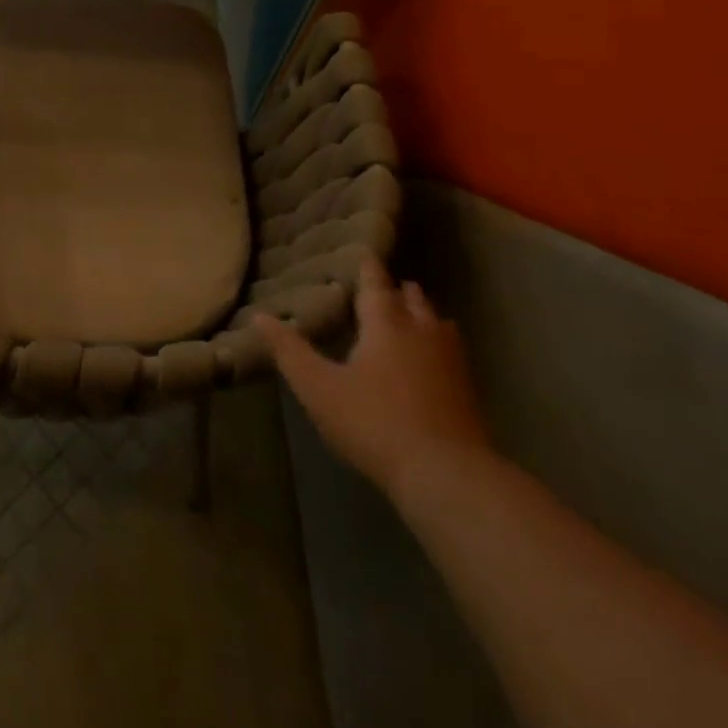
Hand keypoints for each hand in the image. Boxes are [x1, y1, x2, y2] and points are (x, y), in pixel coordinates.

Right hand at [256, 256, 490, 503]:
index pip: (375, 286)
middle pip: (413, 302)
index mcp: (386, 326)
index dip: (368, 269)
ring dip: (425, 315)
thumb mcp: (318, 388)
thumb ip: (290, 351)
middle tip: (390, 283)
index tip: (366, 251)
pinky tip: (436, 359)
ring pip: (439, 326)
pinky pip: (453, 353)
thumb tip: (259, 316)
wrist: (447, 476)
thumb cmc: (374, 423)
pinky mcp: (468, 394)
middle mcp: (421, 334)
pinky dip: (441, 344)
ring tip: (415, 313)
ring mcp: (451, 364)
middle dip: (400, 291)